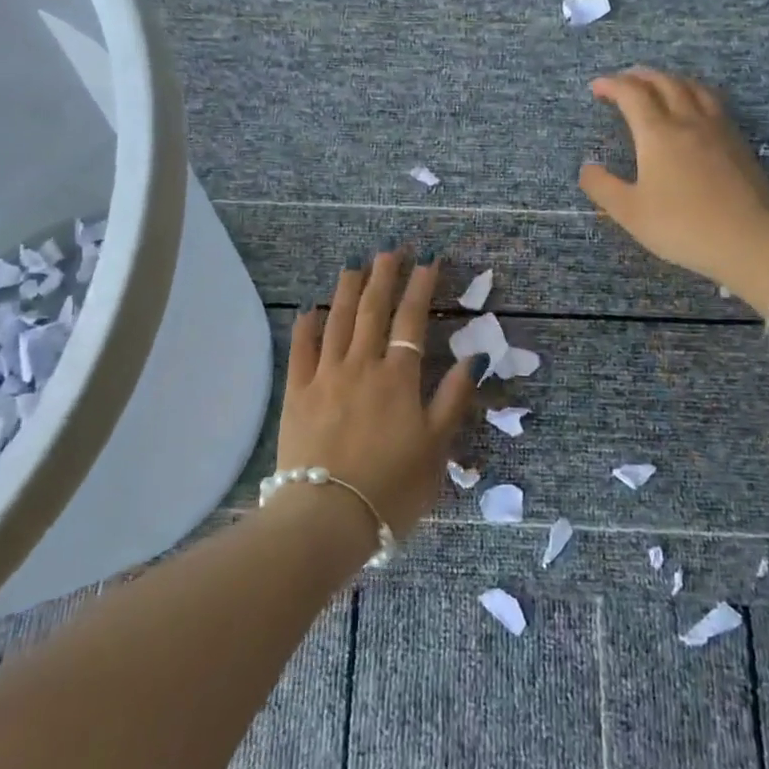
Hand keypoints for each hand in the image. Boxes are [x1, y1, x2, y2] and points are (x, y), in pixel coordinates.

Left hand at [278, 248, 474, 540]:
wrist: (326, 518)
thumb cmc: (390, 489)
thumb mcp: (436, 449)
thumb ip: (452, 400)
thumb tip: (472, 359)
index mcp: (397, 379)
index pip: (411, 321)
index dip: (421, 288)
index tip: (428, 261)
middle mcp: (361, 366)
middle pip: (373, 311)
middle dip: (384, 276)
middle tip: (391, 250)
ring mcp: (324, 377)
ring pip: (337, 321)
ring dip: (347, 290)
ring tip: (355, 266)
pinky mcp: (297, 394)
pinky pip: (301, 350)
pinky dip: (307, 326)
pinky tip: (310, 309)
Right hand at [579, 68, 768, 285]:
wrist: (748, 238)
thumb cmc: (681, 226)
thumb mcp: (629, 212)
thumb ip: (603, 187)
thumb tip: (587, 168)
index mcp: (657, 134)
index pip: (632, 94)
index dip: (612, 85)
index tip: (597, 87)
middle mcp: (688, 121)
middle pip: (664, 83)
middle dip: (640, 76)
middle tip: (624, 81)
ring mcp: (718, 129)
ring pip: (693, 88)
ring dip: (671, 80)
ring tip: (659, 86)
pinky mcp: (738, 143)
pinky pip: (713, 103)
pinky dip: (695, 94)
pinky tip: (695, 110)